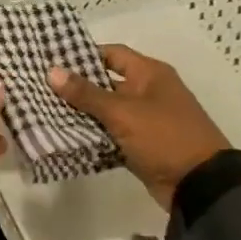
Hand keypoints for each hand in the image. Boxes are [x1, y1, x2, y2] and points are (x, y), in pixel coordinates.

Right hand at [48, 44, 230, 208]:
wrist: (200, 185)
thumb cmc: (164, 137)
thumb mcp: (123, 112)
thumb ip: (86, 93)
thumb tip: (52, 71)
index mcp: (150, 74)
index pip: (111, 54)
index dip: (83, 55)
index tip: (53, 61)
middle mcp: (148, 92)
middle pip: (105, 82)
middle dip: (76, 87)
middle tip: (41, 87)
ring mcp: (145, 120)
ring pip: (106, 110)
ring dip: (81, 113)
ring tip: (44, 111)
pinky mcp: (140, 144)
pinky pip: (111, 134)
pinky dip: (92, 135)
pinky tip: (64, 137)